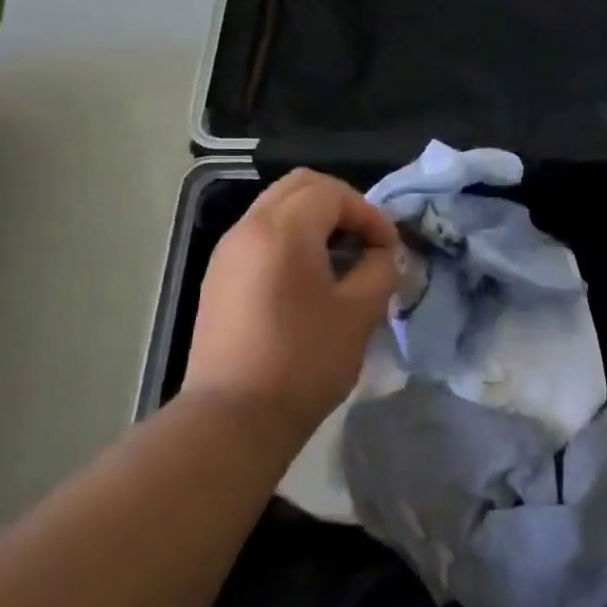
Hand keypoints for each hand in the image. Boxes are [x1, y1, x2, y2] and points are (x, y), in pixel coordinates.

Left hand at [184, 169, 399, 438]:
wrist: (232, 419)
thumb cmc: (303, 362)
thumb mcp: (359, 314)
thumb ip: (380, 270)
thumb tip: (384, 254)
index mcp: (283, 229)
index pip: (333, 193)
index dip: (369, 214)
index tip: (389, 249)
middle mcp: (248, 228)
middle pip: (300, 186)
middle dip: (340, 204)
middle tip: (365, 240)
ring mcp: (227, 252)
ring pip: (276, 208)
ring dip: (313, 220)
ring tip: (340, 259)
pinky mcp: (218, 278)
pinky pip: (259, 235)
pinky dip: (289, 239)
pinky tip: (307, 279)